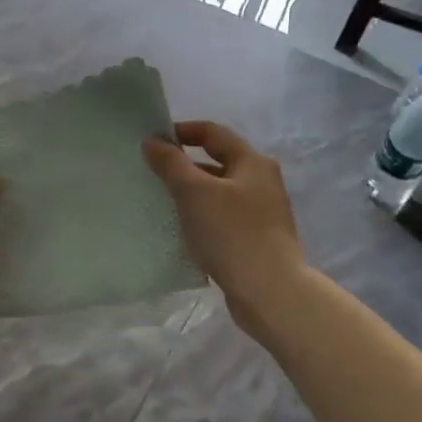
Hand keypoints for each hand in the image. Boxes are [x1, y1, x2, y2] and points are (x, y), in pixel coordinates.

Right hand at [143, 121, 304, 336]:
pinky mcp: (257, 237)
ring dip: (192, 192)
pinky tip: (183, 229)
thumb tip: (152, 141)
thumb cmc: (231, 233)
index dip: (181, 131)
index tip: (152, 141)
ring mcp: (262, 211)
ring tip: (162, 201)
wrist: (269, 291)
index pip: (212, 132)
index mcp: (252, 162)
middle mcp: (262, 181)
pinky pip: (223, 216)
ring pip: (219, 191)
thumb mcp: (193, 193)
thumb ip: (171, 164)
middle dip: (184, 164)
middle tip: (152, 173)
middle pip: (217, 161)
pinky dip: (202, 215)